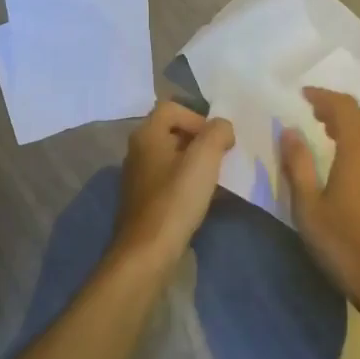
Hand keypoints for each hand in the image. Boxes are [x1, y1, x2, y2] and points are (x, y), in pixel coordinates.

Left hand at [111, 102, 235, 267]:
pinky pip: (169, 180)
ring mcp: (138, 177)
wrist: (148, 251)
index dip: (198, 117)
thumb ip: (217, 133)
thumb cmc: (176, 199)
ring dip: (195, 163)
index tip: (216, 140)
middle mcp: (137, 151)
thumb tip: (222, 128)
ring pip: (172, 157)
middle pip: (172, 131)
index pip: (172, 108)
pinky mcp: (144, 200)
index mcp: (146, 134)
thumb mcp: (204, 159)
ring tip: (216, 178)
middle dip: (200, 141)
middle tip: (220, 157)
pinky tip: (203, 199)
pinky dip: (187, 183)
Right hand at [279, 88, 359, 318]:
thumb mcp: (310, 209)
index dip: (323, 96)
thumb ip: (299, 166)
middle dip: (338, 107)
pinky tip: (347, 161)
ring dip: (353, 124)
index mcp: (359, 153)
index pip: (344, 108)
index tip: (302, 95)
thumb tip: (289, 131)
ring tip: (327, 131)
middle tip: (312, 112)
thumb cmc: (346, 247)